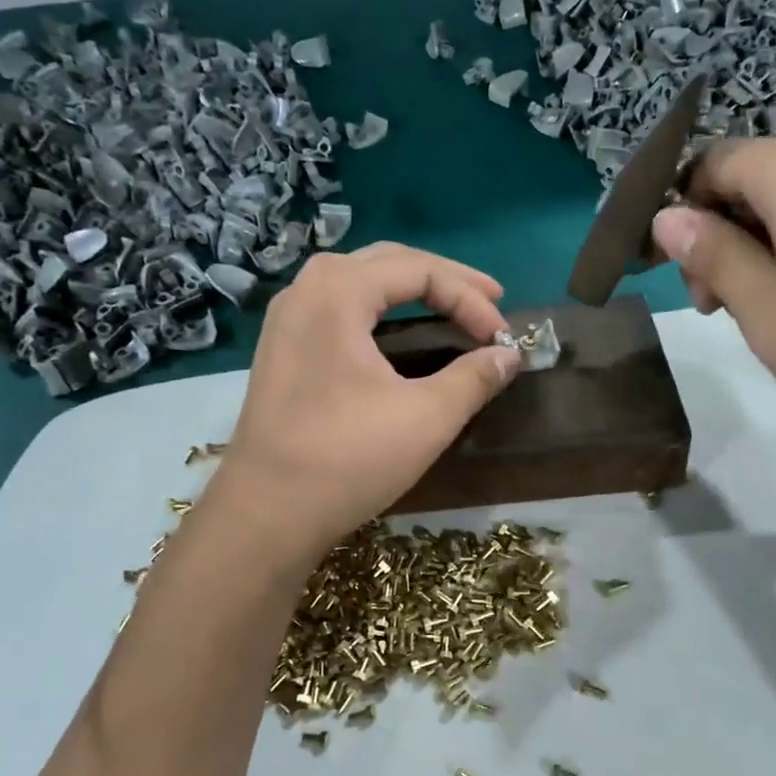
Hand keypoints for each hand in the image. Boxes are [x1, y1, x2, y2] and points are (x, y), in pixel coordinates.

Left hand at [210, 243, 519, 558]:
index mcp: (337, 291)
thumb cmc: (347, 459)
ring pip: (359, 281)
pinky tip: (397, 333)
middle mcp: (305, 290)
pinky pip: (339, 307)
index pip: (420, 270)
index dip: (470, 298)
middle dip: (444, 280)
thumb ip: (474, 378)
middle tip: (489, 301)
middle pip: (387, 263)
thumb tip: (509, 356)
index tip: (502, 336)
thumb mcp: (426, 418)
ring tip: (450, 306)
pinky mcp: (282, 350)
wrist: (266, 513)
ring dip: (409, 289)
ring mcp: (287, 320)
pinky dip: (379, 310)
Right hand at [651, 137, 775, 473]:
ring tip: (757, 313)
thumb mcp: (766, 308)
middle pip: (750, 179)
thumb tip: (666, 215)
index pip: (711, 163)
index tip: (670, 273)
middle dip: (716, 234)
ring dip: (753, 250)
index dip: (679, 212)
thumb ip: (712, 254)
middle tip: (715, 307)